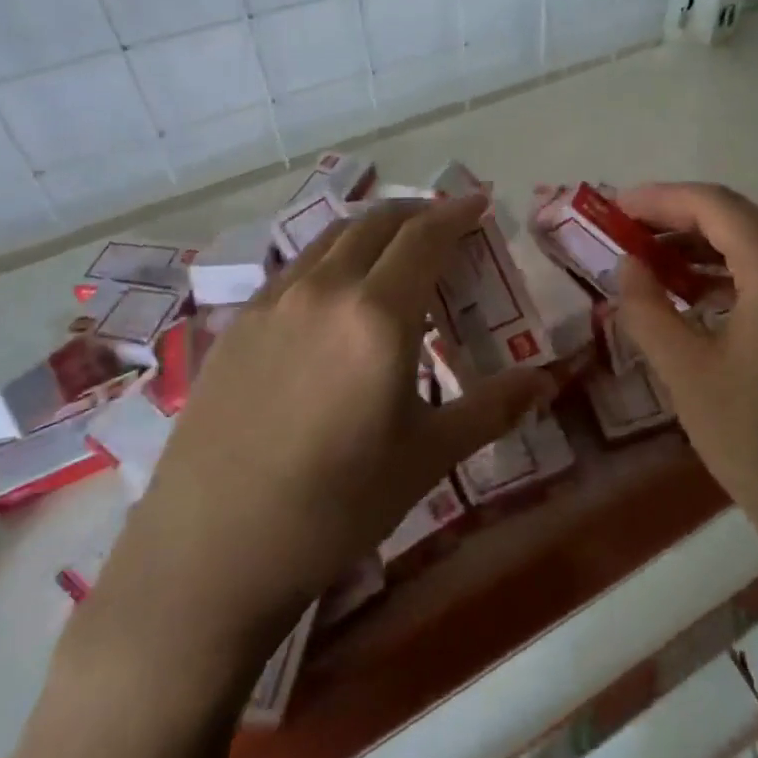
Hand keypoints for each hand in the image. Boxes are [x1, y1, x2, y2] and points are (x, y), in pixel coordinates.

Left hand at [107, 198, 552, 650]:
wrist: (210, 554)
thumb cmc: (337, 506)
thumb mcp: (428, 456)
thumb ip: (492, 408)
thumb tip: (547, 382)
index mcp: (378, 315)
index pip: (425, 236)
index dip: (457, 213)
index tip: (480, 202)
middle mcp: (324, 290)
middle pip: (377, 223)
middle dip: (417, 212)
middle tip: (444, 224)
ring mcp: (273, 303)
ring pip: (331, 238)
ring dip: (372, 228)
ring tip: (395, 247)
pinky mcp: (237, 325)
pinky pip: (297, 267)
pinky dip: (332, 256)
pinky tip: (336, 292)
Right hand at [615, 183, 757, 589]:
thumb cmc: (756, 439)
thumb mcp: (685, 372)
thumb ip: (648, 308)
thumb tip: (628, 265)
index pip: (714, 205)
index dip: (659, 200)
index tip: (614, 208)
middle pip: (736, 217)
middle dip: (677, 220)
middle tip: (624, 234)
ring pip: (755, 242)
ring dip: (701, 245)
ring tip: (648, 261)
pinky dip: (728, 271)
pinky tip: (692, 292)